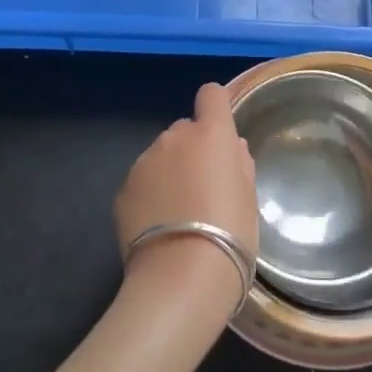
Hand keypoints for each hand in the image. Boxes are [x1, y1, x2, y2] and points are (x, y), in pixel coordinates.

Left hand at [116, 83, 257, 312]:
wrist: (182, 276)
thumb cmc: (231, 234)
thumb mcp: (248, 198)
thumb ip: (239, 165)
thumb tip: (230, 150)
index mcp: (211, 134)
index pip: (211, 95)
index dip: (216, 107)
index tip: (221, 133)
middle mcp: (174, 139)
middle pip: (185, 130)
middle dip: (193, 150)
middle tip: (204, 187)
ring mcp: (144, 163)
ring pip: (161, 157)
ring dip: (170, 172)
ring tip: (179, 213)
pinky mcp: (123, 190)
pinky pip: (142, 182)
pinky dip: (150, 195)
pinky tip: (159, 227)